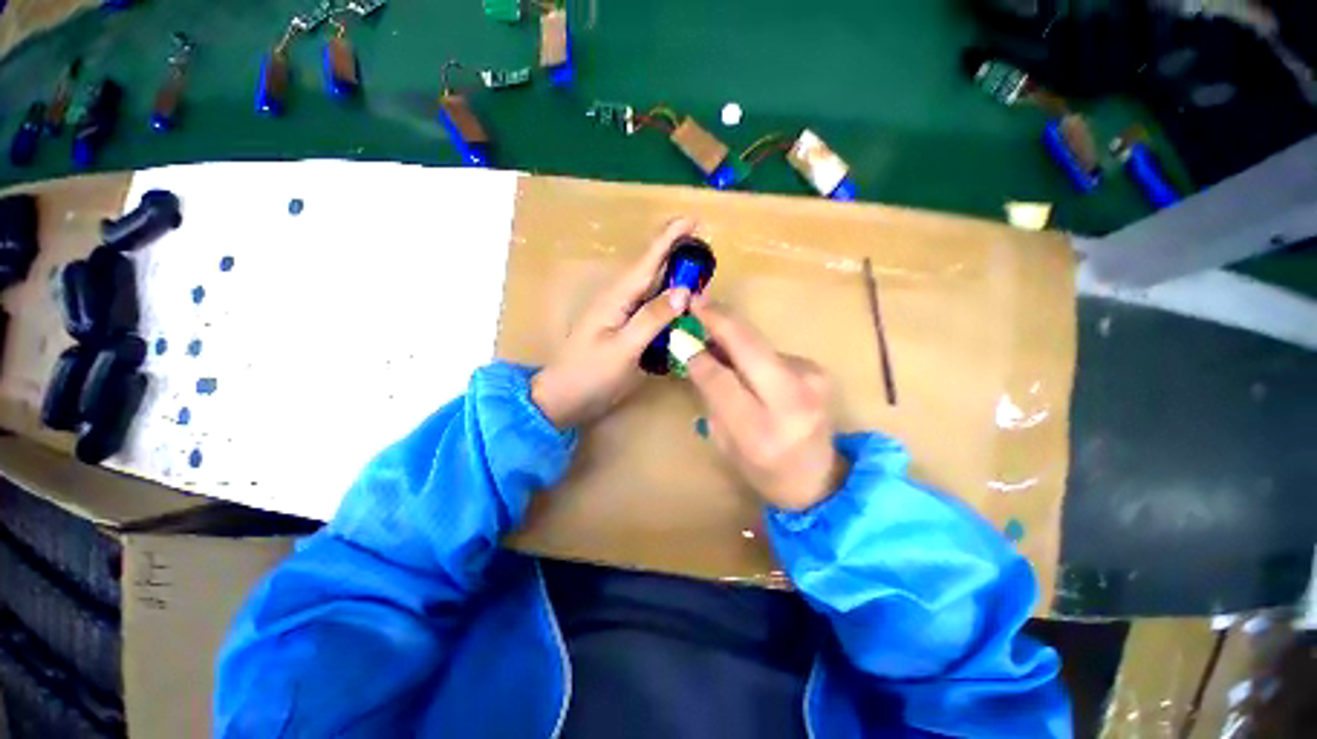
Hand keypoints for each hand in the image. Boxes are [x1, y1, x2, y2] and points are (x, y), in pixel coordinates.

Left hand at [531, 218, 697, 428]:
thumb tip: (683, 291)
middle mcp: (621, 300)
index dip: (670, 238)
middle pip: (652, 269)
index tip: (693, 219)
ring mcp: (622, 316)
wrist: (564, 398)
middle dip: (677, 254)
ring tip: (700, 274)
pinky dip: (668, 302)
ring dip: (675, 277)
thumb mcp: (623, 349)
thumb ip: (652, 319)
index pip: (648, 260)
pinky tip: (681, 306)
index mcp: (618, 297)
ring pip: (653, 289)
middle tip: (705, 250)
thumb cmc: (589, 374)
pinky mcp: (625, 330)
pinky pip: (651, 309)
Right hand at [686, 299, 846, 510]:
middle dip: (719, 319)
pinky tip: (744, 359)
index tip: (681, 335)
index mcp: (760, 431)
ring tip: (712, 330)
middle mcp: (791, 401)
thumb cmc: (763, 469)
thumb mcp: (725, 443)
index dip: (699, 355)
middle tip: (696, 300)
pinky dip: (752, 350)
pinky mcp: (817, 369)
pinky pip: (771, 351)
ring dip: (733, 334)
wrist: (819, 478)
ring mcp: (811, 380)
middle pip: (749, 347)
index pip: (722, 380)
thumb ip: (711, 396)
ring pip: (760, 344)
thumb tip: (696, 353)